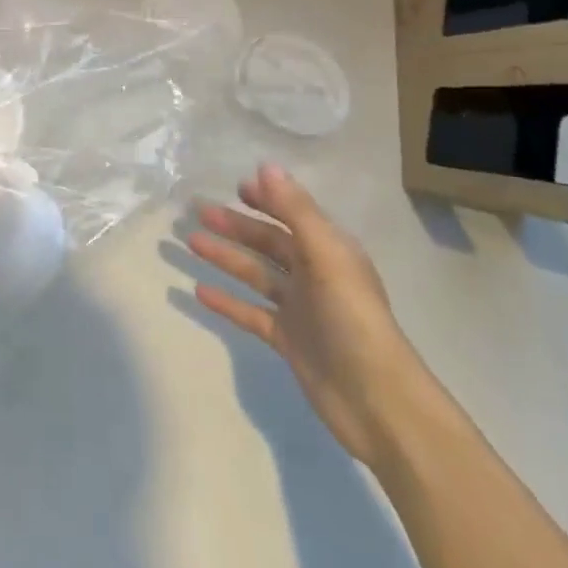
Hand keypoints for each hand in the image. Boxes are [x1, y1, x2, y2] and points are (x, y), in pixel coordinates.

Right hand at [187, 164, 418, 464]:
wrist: (376, 401)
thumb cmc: (353, 318)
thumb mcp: (326, 256)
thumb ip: (295, 211)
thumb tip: (266, 166)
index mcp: (329, 250)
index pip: (292, 215)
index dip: (267, 199)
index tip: (236, 188)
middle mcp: (314, 274)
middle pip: (268, 242)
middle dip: (236, 225)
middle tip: (198, 211)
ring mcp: (299, 308)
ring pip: (255, 274)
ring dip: (225, 257)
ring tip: (190, 242)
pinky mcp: (287, 339)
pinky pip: (250, 312)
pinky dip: (227, 301)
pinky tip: (198, 291)